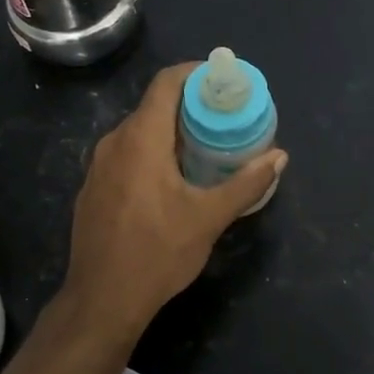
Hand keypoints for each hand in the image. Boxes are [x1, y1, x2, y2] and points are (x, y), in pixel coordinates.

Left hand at [60, 63, 287, 341]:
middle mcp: (114, 142)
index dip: (194, 73)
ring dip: (170, 131)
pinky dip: (151, 152)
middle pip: (153, 106)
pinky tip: (172, 177)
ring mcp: (98, 166)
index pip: (166, 83)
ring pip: (138, 132)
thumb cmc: (157, 254)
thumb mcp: (209, 218)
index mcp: (140, 139)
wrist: (102, 299)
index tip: (222, 80)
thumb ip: (245, 184)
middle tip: (224, 117)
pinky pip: (126, 154)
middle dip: (189, 105)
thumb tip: (279, 156)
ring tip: (205, 147)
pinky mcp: (93, 188)